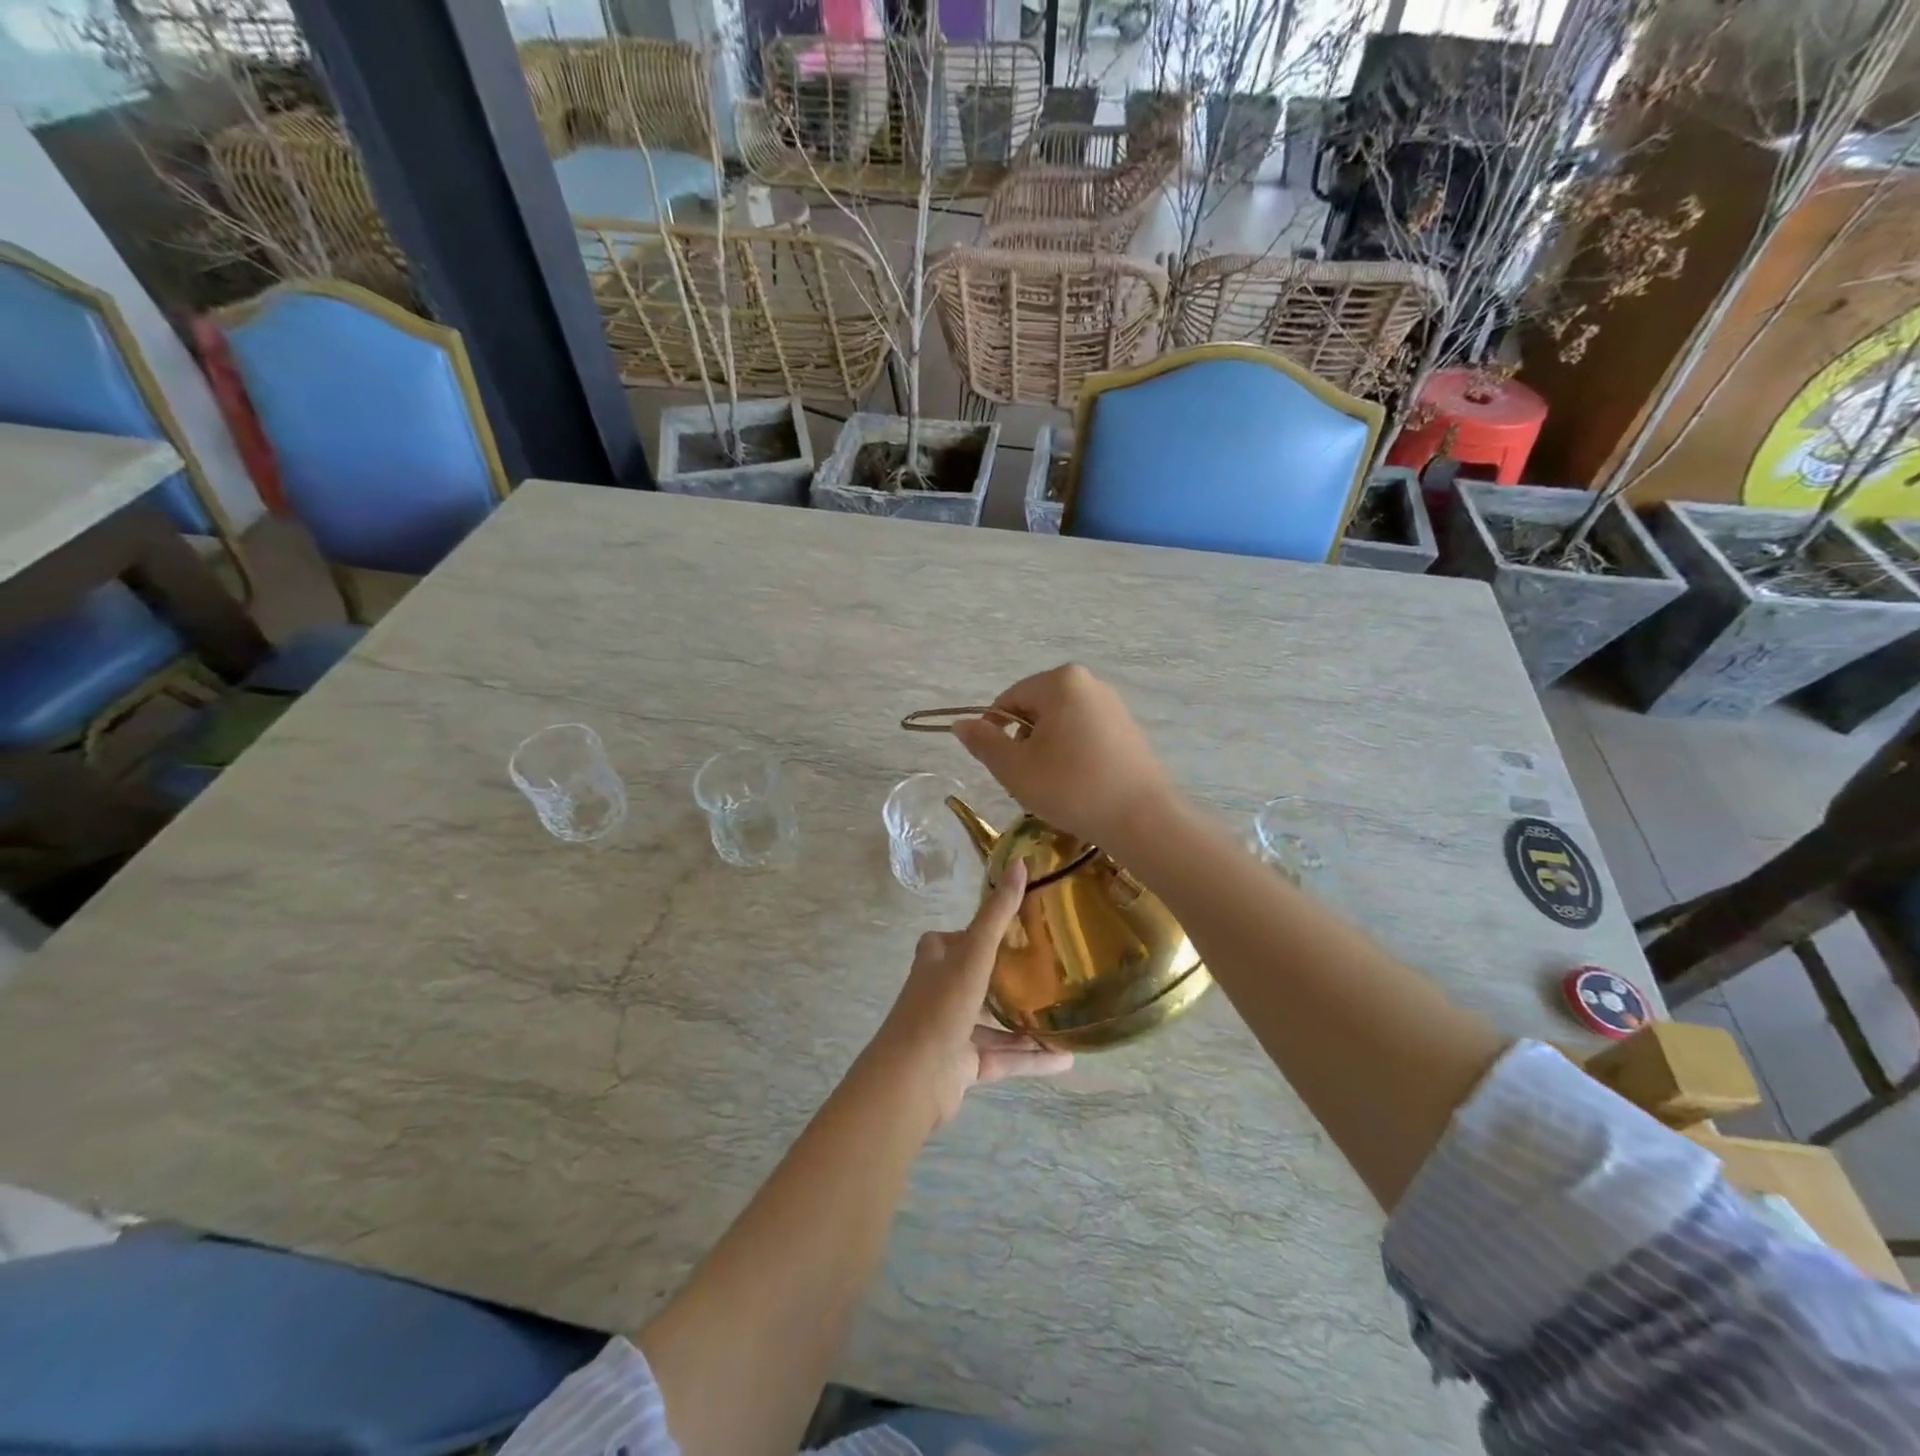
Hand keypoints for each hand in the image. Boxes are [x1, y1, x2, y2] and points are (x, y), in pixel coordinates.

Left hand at [869, 860, 1072, 1127]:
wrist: (913, 1078)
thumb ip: (998, 914)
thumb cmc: (941, 1005)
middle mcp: (942, 992)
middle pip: (980, 980)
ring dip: (1028, 1024)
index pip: (957, 939)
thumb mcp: (973, 953)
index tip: (1019, 927)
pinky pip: (1004, 1058)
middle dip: (1011, 978)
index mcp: (936, 961)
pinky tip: (1066, 1058)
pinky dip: (1032, 1057)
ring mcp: (952, 1031)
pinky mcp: (964, 1065)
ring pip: (996, 1024)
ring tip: (1067, 1018)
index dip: (980, 932)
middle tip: (1052, 970)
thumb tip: (1020, 863)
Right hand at [951, 663, 1177, 851]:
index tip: (997, 764)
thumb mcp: (1015, 768)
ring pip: (1060, 723)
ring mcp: (1113, 705)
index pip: (1009, 699)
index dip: (994, 730)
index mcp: (1061, 682)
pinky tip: (1076, 784)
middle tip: (1024, 778)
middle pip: (1036, 709)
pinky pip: (1085, 733)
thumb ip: (983, 742)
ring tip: (1051, 785)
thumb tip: (960, 724)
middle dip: (1023, 741)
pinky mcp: (1128, 729)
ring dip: (1046, 749)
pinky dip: (1071, 754)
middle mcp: (1089, 683)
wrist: (1141, 819)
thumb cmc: (1071, 788)